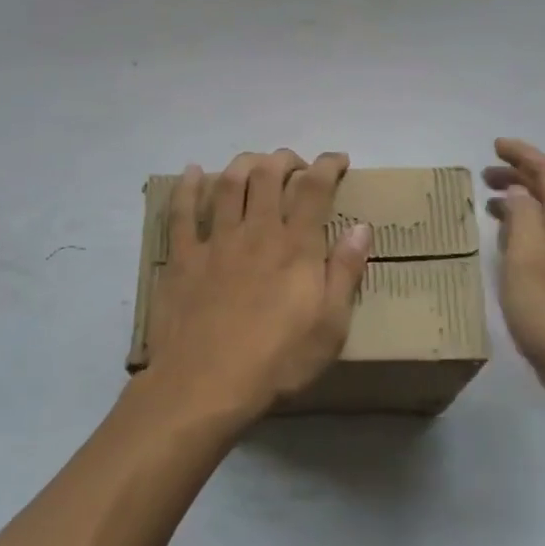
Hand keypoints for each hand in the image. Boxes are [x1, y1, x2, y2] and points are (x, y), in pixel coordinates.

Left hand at [140, 150, 371, 427]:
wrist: (204, 385)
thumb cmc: (277, 361)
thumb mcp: (330, 326)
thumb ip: (345, 272)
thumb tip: (362, 226)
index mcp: (295, 246)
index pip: (314, 188)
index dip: (327, 166)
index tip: (338, 160)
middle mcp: (256, 231)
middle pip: (268, 175)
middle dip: (285, 159)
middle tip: (295, 164)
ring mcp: (216, 242)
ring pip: (228, 184)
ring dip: (244, 163)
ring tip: (255, 162)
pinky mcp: (182, 258)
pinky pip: (182, 213)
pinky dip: (187, 187)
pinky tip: (193, 171)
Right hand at [484, 138, 544, 404]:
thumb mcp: (527, 257)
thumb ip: (522, 216)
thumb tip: (517, 192)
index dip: (524, 154)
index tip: (496, 144)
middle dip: (520, 176)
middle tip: (485, 174)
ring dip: (522, 203)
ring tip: (490, 205)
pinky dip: (527, 230)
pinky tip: (510, 246)